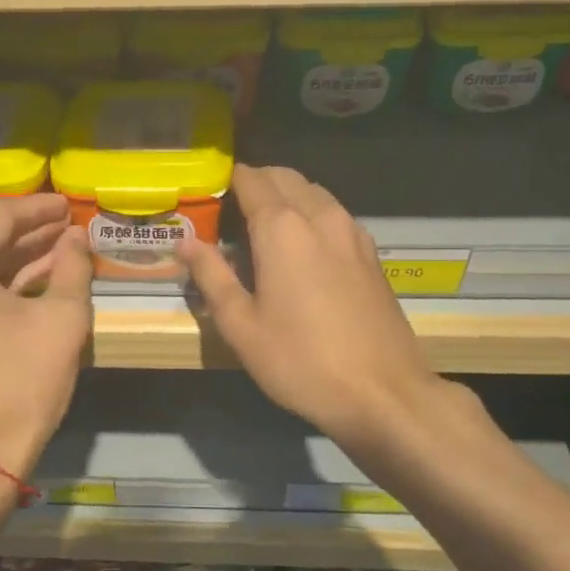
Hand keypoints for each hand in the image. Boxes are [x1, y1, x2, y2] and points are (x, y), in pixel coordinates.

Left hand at [0, 194, 91, 478]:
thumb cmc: (22, 385)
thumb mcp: (62, 320)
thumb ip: (73, 267)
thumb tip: (76, 236)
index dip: (39, 208)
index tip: (70, 204)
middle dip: (30, 234)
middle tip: (69, 226)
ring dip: (16, 258)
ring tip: (61, 248)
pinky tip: (35, 276)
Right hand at [177, 165, 445, 449]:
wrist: (383, 392)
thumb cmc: (301, 361)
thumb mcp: (242, 326)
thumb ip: (212, 276)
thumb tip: (186, 242)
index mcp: (283, 228)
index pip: (251, 179)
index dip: (227, 181)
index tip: (208, 195)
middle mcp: (320, 216)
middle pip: (284, 178)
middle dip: (256, 183)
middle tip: (231, 212)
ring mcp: (352, 232)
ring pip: (314, 192)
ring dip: (286, 196)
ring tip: (264, 227)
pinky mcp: (371, 253)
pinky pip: (334, 214)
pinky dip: (312, 214)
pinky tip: (303, 248)